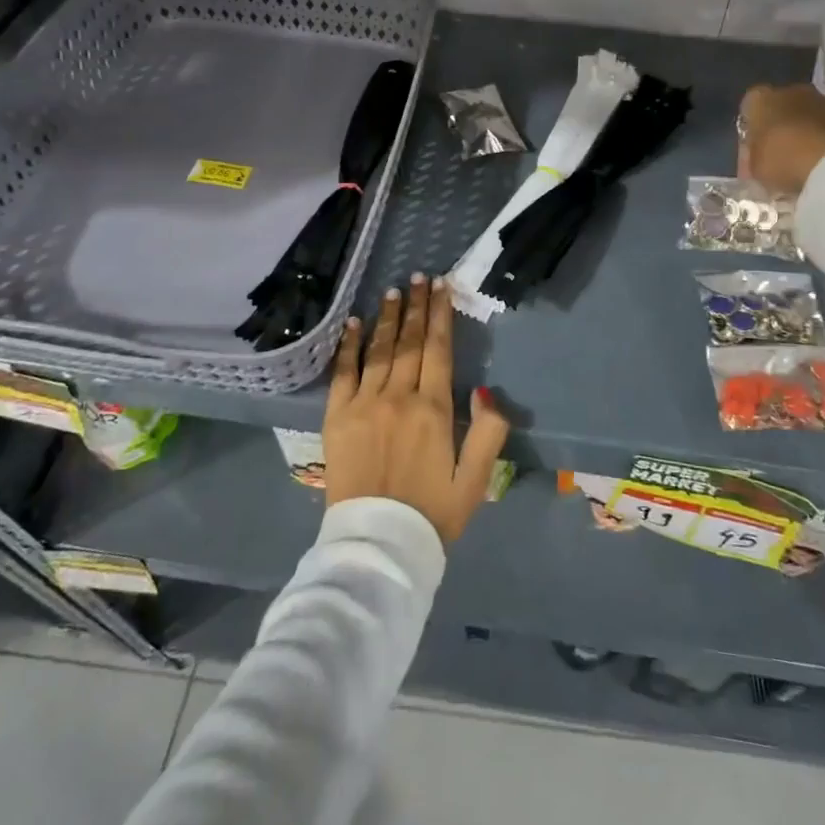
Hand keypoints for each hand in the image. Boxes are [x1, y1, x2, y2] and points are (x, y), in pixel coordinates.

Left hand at [323, 274, 510, 542]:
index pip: (438, 348)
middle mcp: (398, 397)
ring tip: (393, 290)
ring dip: (387, 317)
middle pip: (408, 341)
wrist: (377, 547)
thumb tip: (484, 389)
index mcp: (433, 409)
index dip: (441, 315)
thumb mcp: (476, 480)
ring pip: (379, 350)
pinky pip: (342, 372)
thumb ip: (488, 432)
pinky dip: (348, 345)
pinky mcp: (336, 417)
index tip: (442, 287)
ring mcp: (363, 404)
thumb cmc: (432, 514)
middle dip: (416, 306)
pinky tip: (353, 323)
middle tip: (420, 277)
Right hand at [737, 84, 824, 196]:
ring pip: (808, 115)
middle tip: (778, 155)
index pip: (749, 107)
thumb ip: (752, 160)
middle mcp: (791, 91)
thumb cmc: (783, 160)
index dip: (750, 129)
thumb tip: (753, 162)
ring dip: (805, 132)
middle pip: (780, 108)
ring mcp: (824, 100)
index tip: (752, 150)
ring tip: (804, 160)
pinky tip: (824, 160)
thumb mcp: (755, 169)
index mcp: (761, 99)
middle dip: (779, 127)